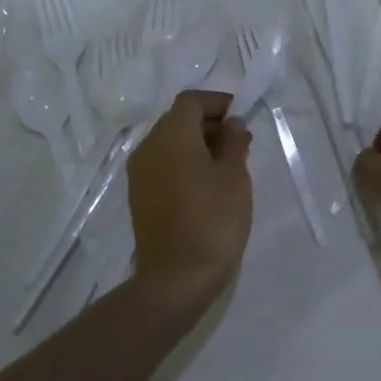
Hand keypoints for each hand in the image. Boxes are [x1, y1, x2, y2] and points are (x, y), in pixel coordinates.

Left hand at [126, 90, 252, 302]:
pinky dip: (184, 162)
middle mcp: (148, 147)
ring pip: (169, 143)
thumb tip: (231, 124)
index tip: (241, 115)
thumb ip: (233, 142)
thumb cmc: (213, 220)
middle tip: (239, 140)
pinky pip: (163, 164)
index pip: (191, 101)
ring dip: (197, 144)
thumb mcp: (235, 176)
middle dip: (209, 123)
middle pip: (177, 120)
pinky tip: (208, 183)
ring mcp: (140, 173)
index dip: (216, 102)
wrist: (176, 279)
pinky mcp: (140, 196)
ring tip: (228, 163)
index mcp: (171, 136)